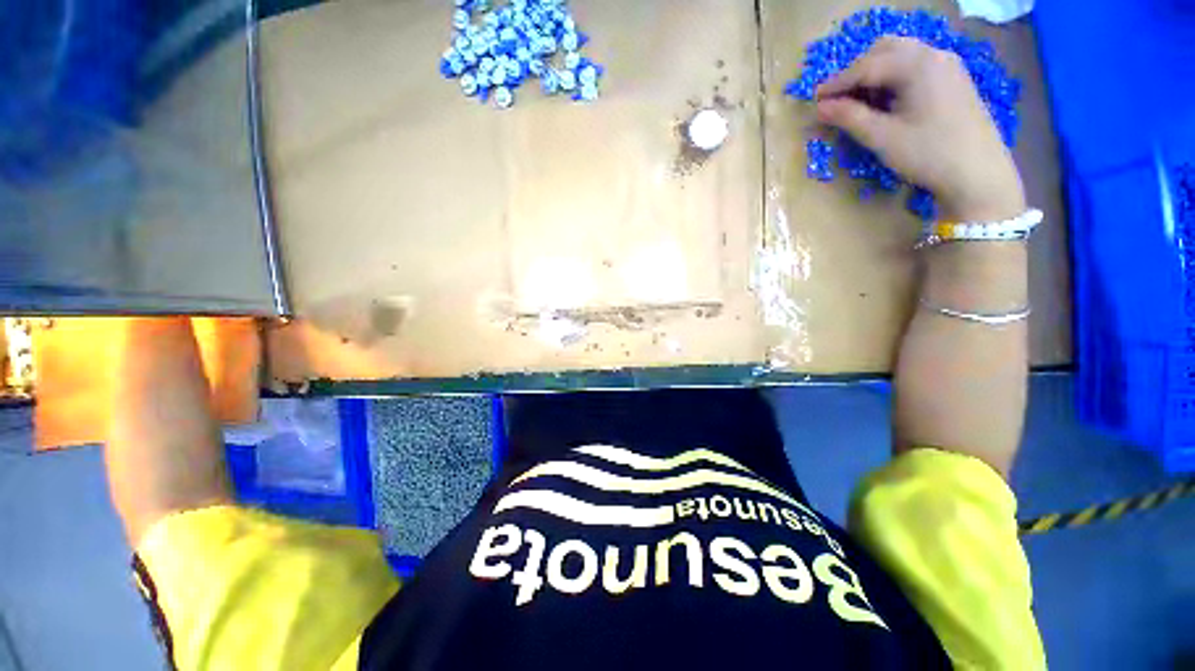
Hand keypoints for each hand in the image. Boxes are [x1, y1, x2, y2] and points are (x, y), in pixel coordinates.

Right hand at [815, 36, 1024, 221]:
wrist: (979, 173)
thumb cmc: (927, 154)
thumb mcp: (882, 137)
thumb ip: (849, 117)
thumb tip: (819, 108)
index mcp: (917, 65)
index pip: (866, 66)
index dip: (837, 83)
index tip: (814, 100)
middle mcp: (933, 55)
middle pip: (884, 50)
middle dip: (856, 71)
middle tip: (838, 100)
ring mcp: (947, 65)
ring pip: (901, 56)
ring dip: (875, 73)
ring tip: (860, 103)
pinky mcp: (953, 79)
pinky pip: (916, 66)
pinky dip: (894, 78)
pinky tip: (886, 102)